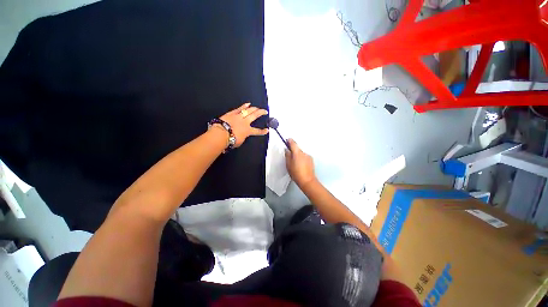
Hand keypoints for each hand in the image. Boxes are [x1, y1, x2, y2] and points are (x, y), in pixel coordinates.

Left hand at [218, 102, 268, 146]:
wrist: (221, 134)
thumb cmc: (230, 140)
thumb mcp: (239, 142)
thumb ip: (243, 137)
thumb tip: (243, 135)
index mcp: (247, 131)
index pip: (257, 131)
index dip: (263, 131)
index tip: (266, 130)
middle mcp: (245, 122)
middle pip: (255, 116)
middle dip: (261, 113)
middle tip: (265, 111)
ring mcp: (239, 117)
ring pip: (249, 110)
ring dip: (254, 108)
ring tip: (258, 107)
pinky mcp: (232, 113)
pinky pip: (240, 108)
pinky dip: (244, 106)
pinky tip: (248, 104)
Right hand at [285, 139, 316, 186]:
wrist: (307, 181)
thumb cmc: (297, 173)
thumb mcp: (288, 164)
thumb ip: (287, 155)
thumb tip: (287, 150)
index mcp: (297, 152)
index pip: (293, 143)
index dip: (289, 141)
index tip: (287, 140)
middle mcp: (303, 153)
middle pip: (297, 149)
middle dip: (293, 151)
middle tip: (289, 157)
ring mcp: (308, 156)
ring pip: (301, 154)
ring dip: (298, 156)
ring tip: (295, 164)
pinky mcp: (311, 160)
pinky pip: (305, 157)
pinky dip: (302, 159)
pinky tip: (300, 166)